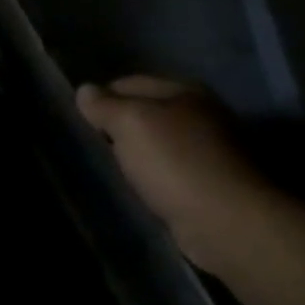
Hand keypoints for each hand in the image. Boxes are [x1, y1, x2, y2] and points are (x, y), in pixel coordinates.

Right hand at [76, 77, 275, 271]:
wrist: (226, 221)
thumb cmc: (174, 163)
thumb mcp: (130, 124)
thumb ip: (105, 105)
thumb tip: (85, 90)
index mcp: (184, 91)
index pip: (128, 83)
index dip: (100, 98)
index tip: (78, 120)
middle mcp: (200, 113)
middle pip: (143, 111)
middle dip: (116, 125)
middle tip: (89, 143)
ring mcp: (207, 148)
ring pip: (154, 141)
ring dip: (132, 151)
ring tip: (108, 165)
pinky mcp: (208, 180)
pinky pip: (165, 167)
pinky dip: (148, 173)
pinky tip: (135, 184)